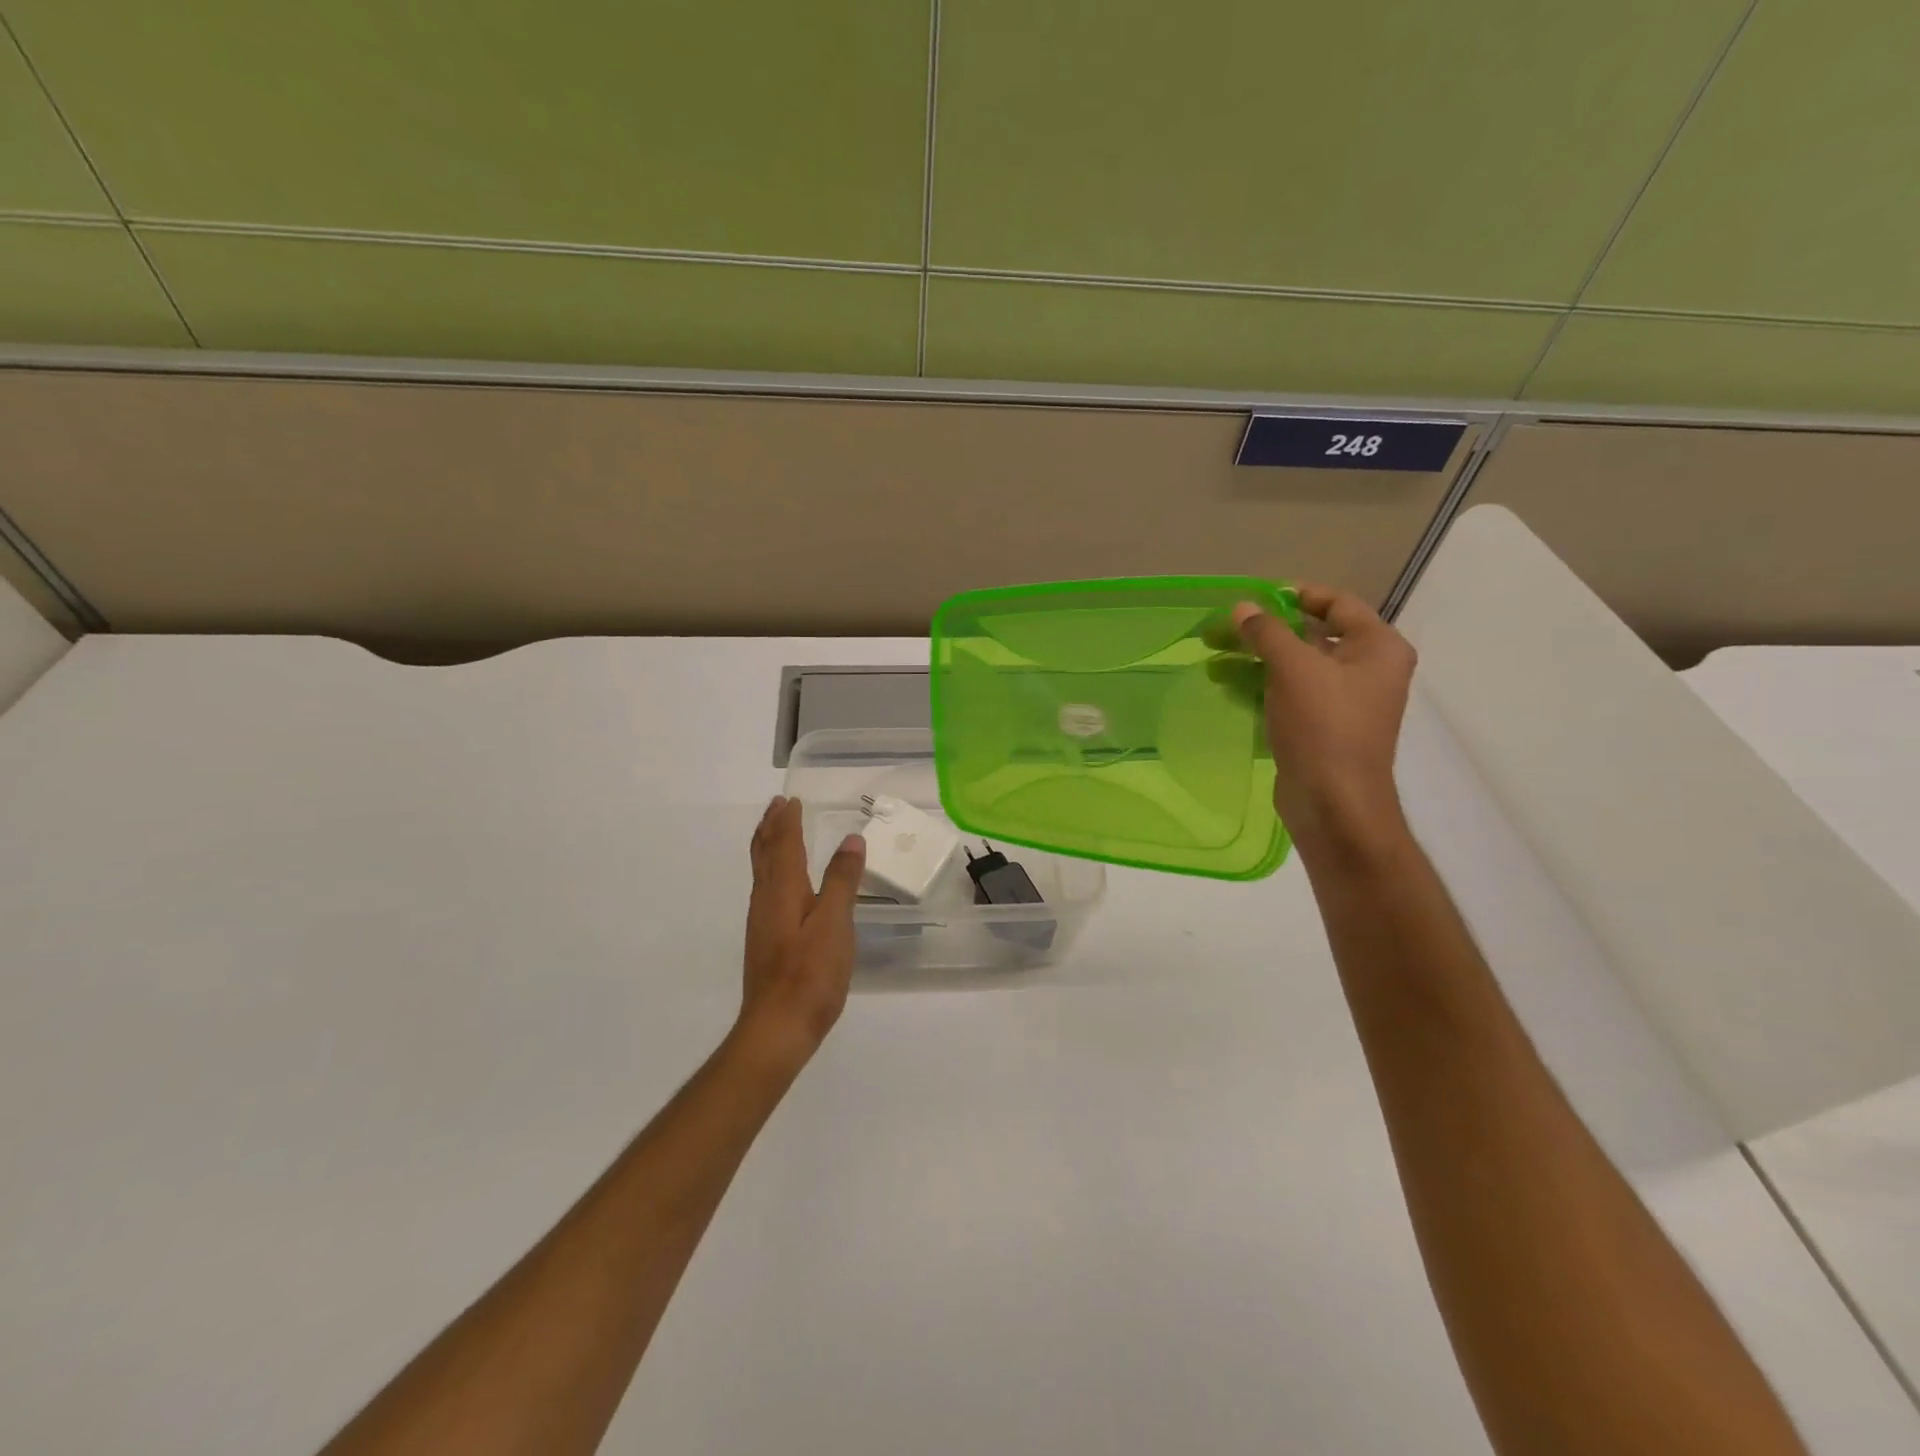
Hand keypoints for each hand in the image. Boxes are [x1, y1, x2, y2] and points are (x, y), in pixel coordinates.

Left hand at [737, 796, 865, 1070]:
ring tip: (774, 832)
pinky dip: (771, 871)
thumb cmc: (810, 973)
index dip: (788, 822)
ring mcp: (762, 922)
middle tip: (776, 805)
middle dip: (771, 828)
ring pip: (762, 872)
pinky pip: (765, 890)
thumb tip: (851, 839)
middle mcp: (766, 900)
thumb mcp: (835, 923)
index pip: (785, 845)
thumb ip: (842, 880)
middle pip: (765, 855)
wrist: (777, 1027)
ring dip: (768, 847)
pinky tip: (781, 884)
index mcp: (784, 891)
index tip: (791, 799)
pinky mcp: (765, 941)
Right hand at [1229, 585, 1416, 851]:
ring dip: (1254, 662)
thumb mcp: (1294, 669)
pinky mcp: (1321, 729)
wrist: (1334, 803)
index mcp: (1377, 647)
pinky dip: (1260, 689)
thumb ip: (1267, 632)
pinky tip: (1226, 688)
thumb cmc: (1324, 726)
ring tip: (1212, 661)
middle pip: (1310, 637)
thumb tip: (1243, 607)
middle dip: (1262, 634)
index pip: (1337, 604)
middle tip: (1220, 631)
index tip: (1255, 599)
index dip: (1296, 596)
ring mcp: (1343, 702)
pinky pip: (1289, 696)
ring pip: (1294, 669)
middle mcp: (1366, 670)